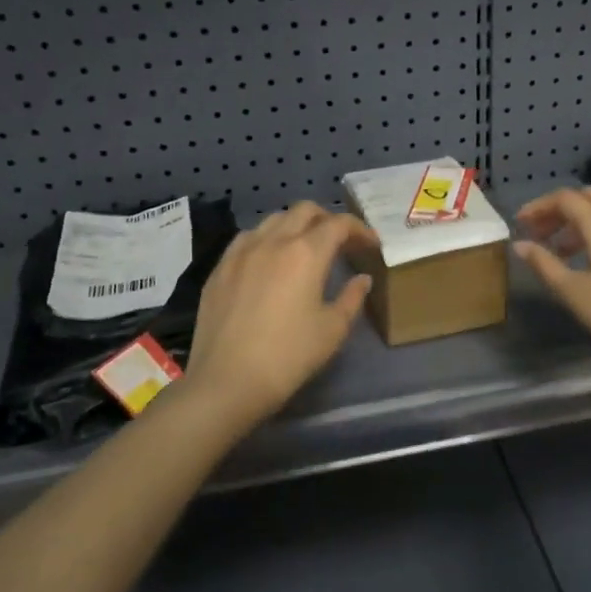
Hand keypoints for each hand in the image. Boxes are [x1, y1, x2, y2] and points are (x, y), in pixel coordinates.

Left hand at [183, 202, 377, 427]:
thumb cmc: (289, 356)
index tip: (371, 245)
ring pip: (273, 220)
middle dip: (327, 219)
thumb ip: (352, 298)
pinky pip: (247, 238)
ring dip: (295, 226)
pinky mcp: (219, 268)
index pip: (338, 224)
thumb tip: (362, 279)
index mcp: (306, 253)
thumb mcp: (332, 330)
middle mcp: (273, 241)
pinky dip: (266, 239)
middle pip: (304, 211)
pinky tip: (268, 260)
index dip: (359, 230)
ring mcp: (241, 252)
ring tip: (304, 248)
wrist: (227, 381)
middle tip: (340, 241)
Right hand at [513, 187, 590, 375]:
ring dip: (585, 222)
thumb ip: (544, 263)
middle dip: (562, 210)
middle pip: (590, 198)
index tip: (522, 224)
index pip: (565, 199)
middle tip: (542, 234)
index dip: (539, 207)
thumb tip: (520, 245)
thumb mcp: (573, 292)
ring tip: (567, 251)